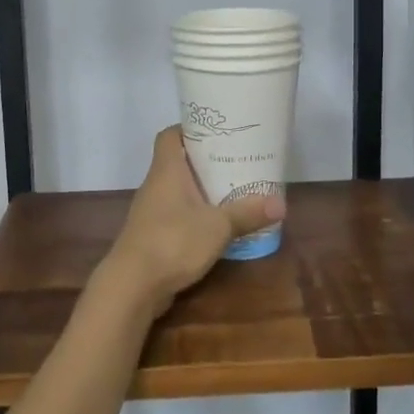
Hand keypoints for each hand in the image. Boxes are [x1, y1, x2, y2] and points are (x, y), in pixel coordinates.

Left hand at [101, 127, 286, 320]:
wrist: (132, 285)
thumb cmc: (173, 241)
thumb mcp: (218, 226)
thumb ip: (247, 213)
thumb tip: (281, 204)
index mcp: (166, 170)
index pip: (170, 135)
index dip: (190, 128)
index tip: (216, 131)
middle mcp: (155, 185)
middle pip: (177, 162)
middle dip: (204, 161)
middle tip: (235, 160)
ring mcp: (150, 212)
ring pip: (177, 190)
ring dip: (200, 190)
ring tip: (231, 190)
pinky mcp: (151, 236)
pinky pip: (175, 215)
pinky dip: (194, 215)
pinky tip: (215, 225)